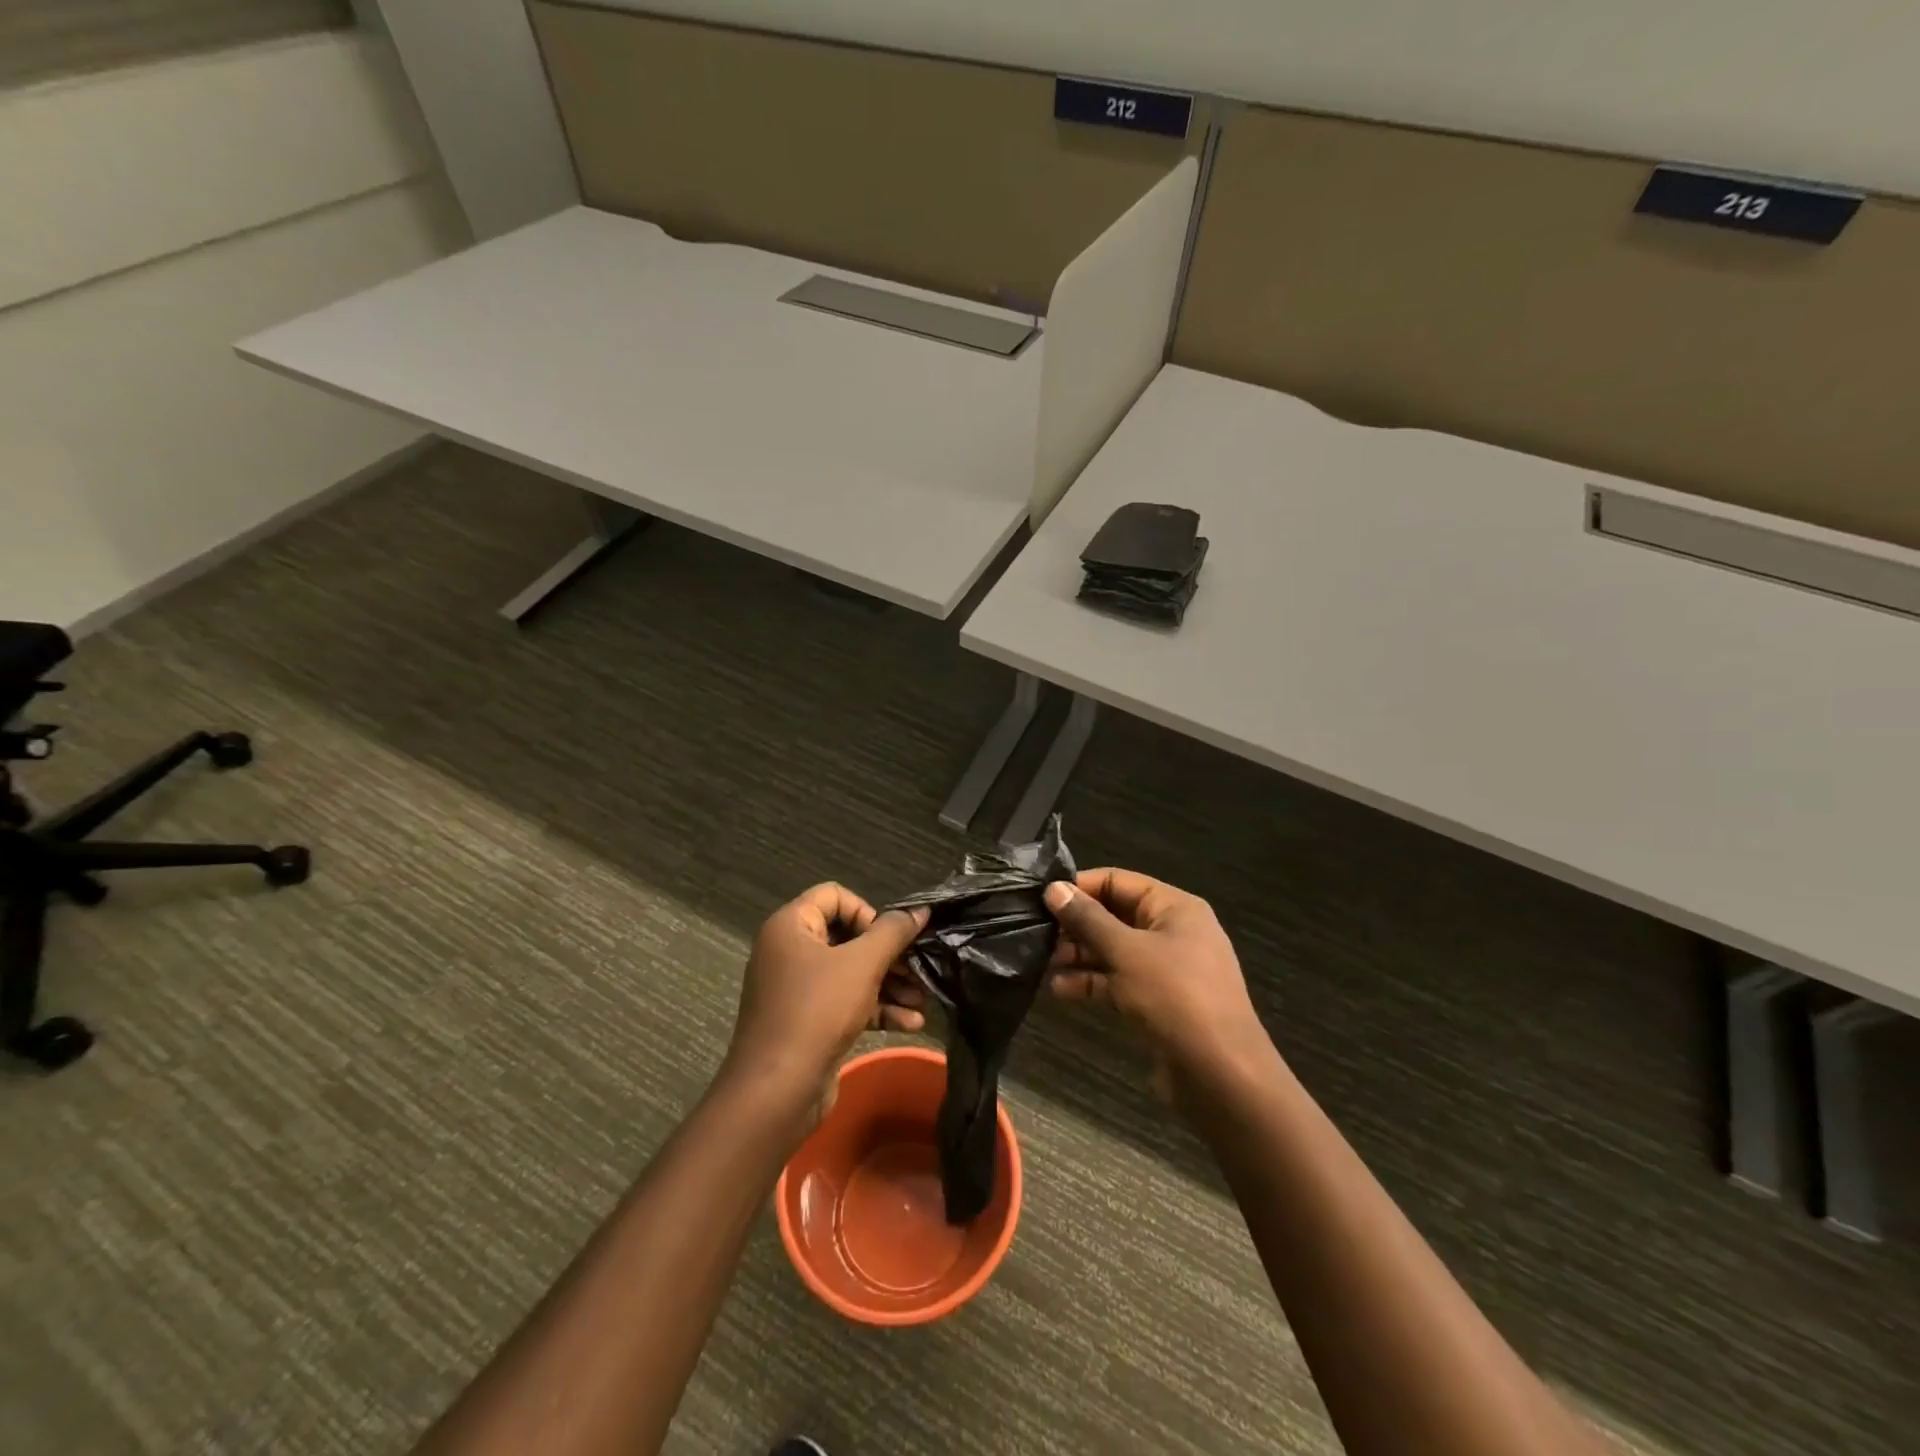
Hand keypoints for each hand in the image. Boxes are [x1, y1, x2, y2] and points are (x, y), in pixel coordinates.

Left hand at [720, 883, 928, 1123]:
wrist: (777, 1091)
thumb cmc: (817, 1011)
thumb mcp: (862, 964)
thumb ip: (894, 932)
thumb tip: (921, 911)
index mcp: (790, 926)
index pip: (834, 895)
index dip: (867, 911)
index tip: (888, 938)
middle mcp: (789, 951)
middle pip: (847, 936)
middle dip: (888, 955)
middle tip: (918, 970)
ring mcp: (797, 989)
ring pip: (851, 972)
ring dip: (889, 984)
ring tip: (921, 1000)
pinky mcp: (808, 1022)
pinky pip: (846, 1002)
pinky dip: (876, 1008)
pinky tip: (910, 1023)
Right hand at [1044, 869, 1267, 1089]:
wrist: (1220, 1075)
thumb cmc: (1175, 997)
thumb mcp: (1126, 952)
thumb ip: (1088, 919)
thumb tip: (1054, 888)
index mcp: (1174, 907)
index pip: (1118, 881)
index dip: (1080, 886)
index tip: (1042, 899)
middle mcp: (1172, 931)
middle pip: (1114, 915)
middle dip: (1076, 925)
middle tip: (1037, 934)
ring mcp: (1166, 968)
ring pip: (1114, 950)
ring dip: (1079, 955)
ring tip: (1042, 963)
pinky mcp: (1158, 1001)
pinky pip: (1119, 980)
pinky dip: (1093, 982)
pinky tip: (1060, 989)